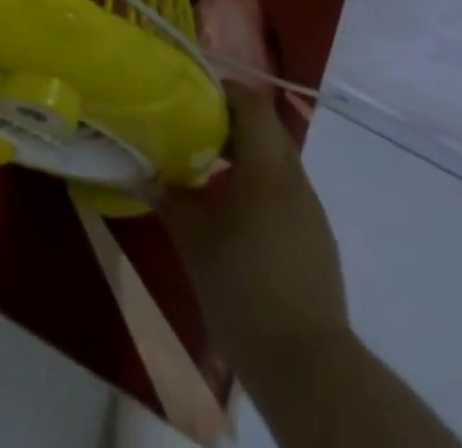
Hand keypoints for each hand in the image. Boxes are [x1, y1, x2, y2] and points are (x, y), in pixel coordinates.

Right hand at [158, 85, 347, 351]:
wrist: (308, 368)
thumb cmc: (244, 291)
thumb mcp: (194, 242)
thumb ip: (170, 200)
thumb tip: (144, 175)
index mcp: (267, 171)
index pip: (253, 106)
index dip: (224, 92)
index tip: (192, 95)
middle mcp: (294, 181)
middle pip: (267, 129)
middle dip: (231, 122)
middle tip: (192, 129)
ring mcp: (311, 212)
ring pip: (277, 161)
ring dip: (245, 155)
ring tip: (207, 170)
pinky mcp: (316, 240)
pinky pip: (285, 191)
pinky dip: (259, 184)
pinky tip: (233, 213)